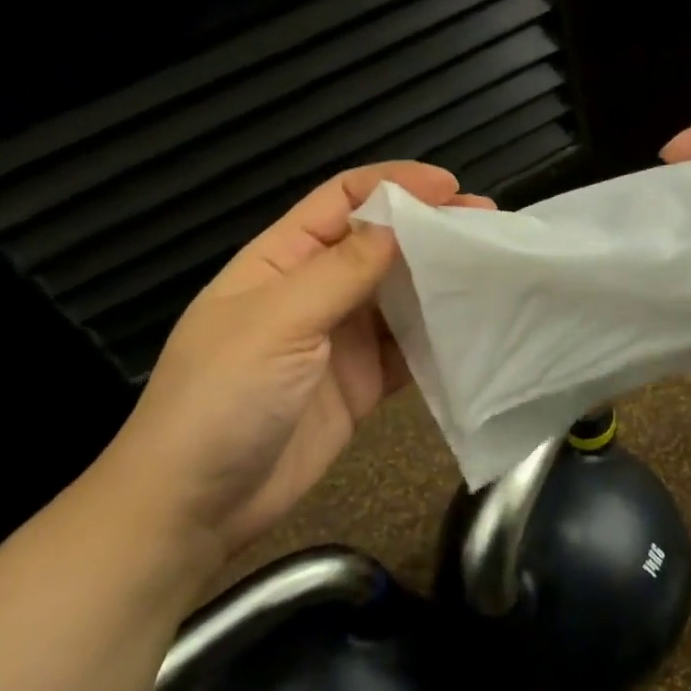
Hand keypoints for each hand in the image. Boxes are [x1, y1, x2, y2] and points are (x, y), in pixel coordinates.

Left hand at [93, 161, 487, 556]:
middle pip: (380, 245)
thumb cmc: (222, 398)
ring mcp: (341, 339)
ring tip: (494, 270)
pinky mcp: (362, 383)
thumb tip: (399, 225)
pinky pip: (409, 349)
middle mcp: (315, 291)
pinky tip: (475, 327)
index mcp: (281, 259)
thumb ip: (341, 272)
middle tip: (488, 227)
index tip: (451, 188)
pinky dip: (440, 337)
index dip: (395, 185)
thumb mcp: (277, 321)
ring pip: (400, 295)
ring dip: (441, 281)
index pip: (342, 200)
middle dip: (431, 230)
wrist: (196, 505)